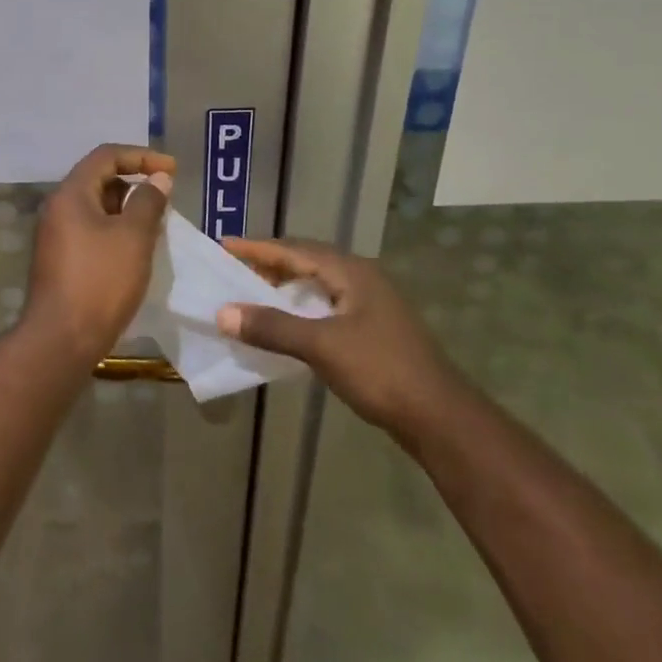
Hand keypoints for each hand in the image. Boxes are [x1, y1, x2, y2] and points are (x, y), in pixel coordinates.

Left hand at [22, 144, 174, 363]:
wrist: (62, 339)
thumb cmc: (101, 281)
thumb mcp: (134, 237)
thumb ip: (148, 201)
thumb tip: (158, 179)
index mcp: (70, 195)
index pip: (106, 156)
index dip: (141, 156)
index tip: (172, 170)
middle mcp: (57, 209)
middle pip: (99, 180)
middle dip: (135, 184)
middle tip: (165, 200)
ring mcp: (56, 236)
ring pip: (96, 208)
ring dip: (127, 210)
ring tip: (156, 226)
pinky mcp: (60, 260)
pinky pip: (91, 231)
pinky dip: (115, 231)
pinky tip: (136, 250)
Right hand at [216, 238, 454, 433]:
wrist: (438, 416)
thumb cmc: (380, 371)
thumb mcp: (321, 346)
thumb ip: (272, 327)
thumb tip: (223, 312)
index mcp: (351, 272)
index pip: (295, 250)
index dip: (258, 248)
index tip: (224, 244)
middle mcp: (361, 279)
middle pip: (307, 261)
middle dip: (269, 263)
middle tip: (233, 268)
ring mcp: (370, 304)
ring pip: (317, 284)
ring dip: (284, 286)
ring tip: (252, 293)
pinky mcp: (372, 328)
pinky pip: (325, 305)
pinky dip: (299, 307)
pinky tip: (285, 323)